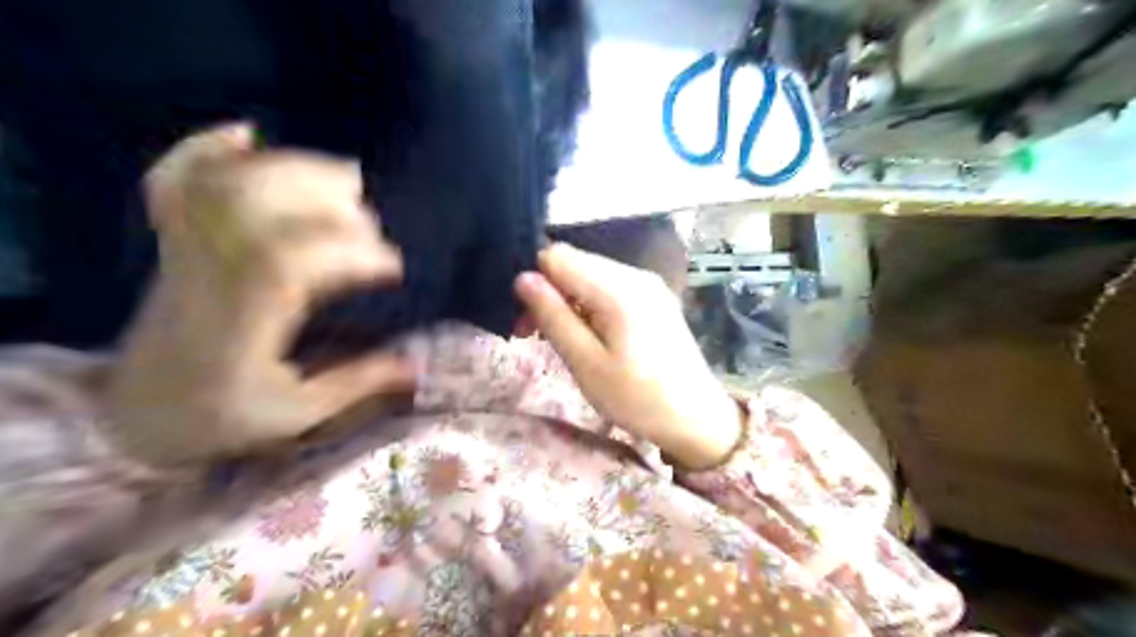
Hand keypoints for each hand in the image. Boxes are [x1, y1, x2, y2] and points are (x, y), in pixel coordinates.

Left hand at [104, 123, 415, 465]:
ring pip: (224, 185)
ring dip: (290, 168)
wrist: (135, 414)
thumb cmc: (222, 417)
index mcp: (239, 323)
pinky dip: (204, 147)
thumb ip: (356, 383)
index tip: (394, 266)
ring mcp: (185, 252)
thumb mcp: (297, 414)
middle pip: (254, 206)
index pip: (286, 262)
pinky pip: (173, 182)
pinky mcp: (176, 243)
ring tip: (345, 177)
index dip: (348, 252)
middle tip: (372, 222)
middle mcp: (206, 276)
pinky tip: (247, 134)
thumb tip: (418, 366)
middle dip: (326, 201)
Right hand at [513, 245, 736, 468]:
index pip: (557, 255)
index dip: (535, 281)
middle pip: (574, 263)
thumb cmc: (637, 398)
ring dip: (568, 300)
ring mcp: (648, 284)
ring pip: (590, 275)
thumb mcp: (586, 363)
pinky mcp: (654, 297)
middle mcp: (635, 274)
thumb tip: (522, 278)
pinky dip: (590, 305)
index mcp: (618, 288)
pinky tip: (590, 334)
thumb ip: (553, 317)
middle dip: (549, 292)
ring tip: (563, 339)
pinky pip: (610, 287)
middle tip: (535, 335)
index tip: (526, 321)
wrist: (696, 417)